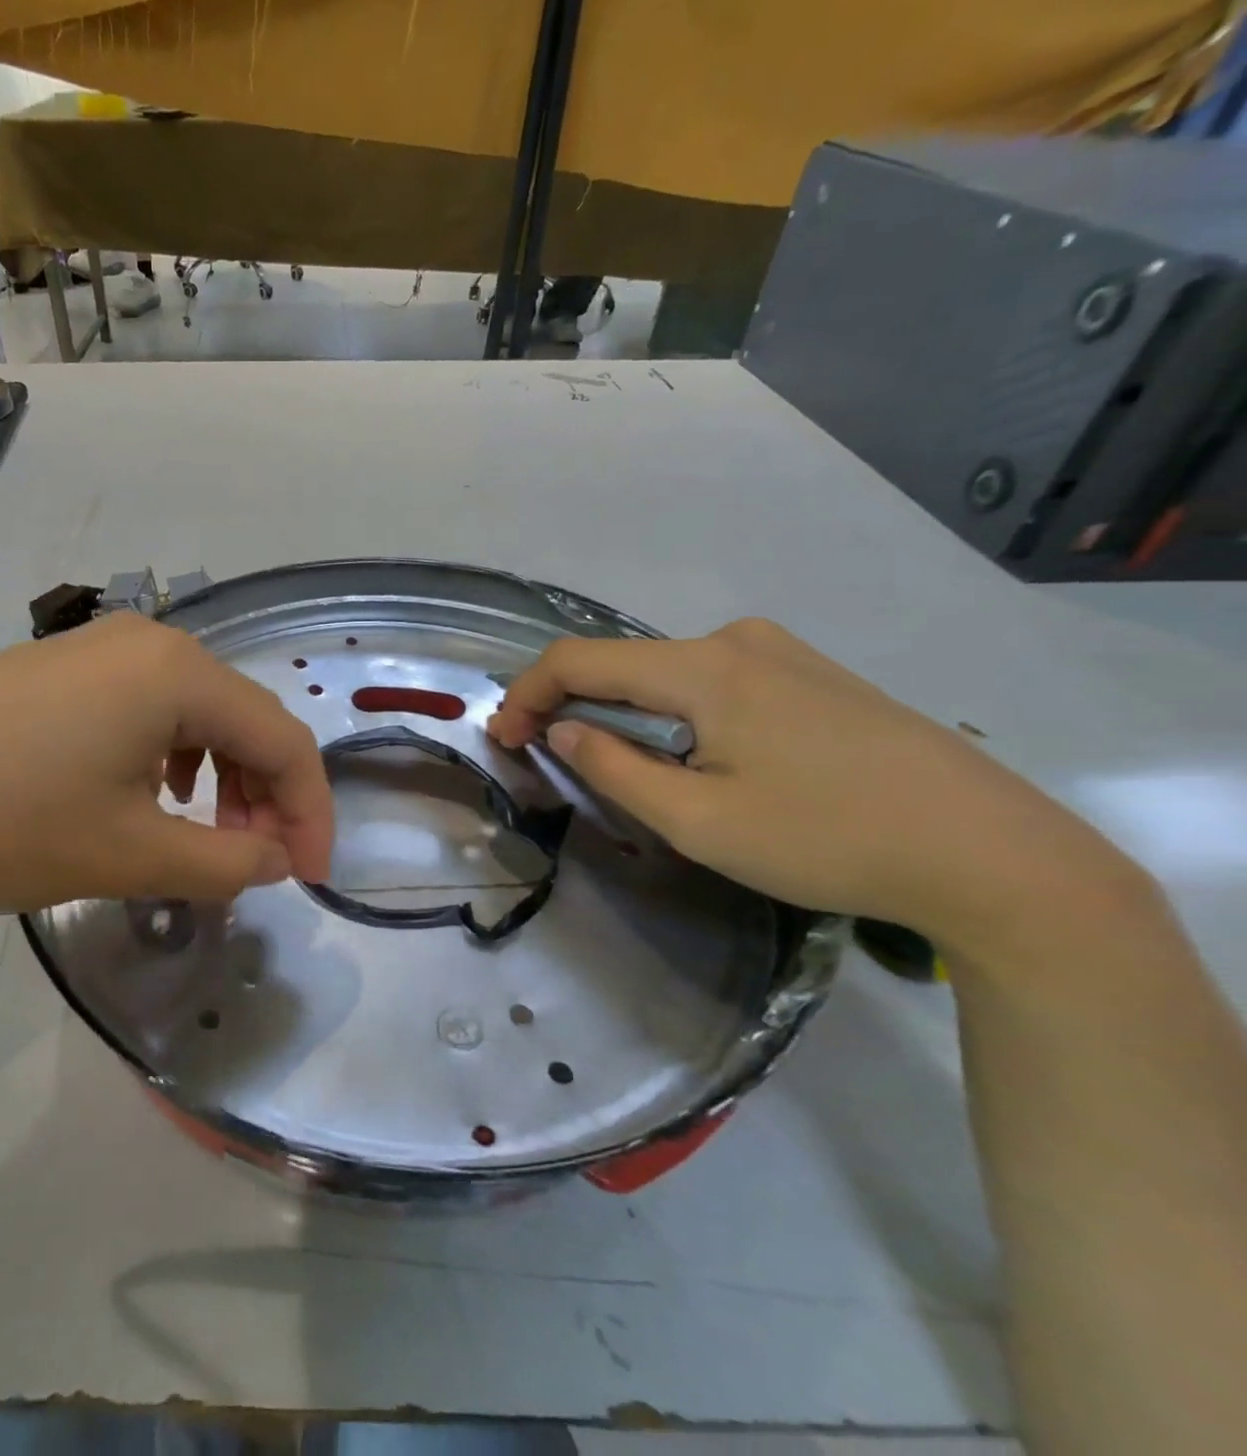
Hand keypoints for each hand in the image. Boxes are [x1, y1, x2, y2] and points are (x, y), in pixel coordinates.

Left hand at [0, 612, 333, 910]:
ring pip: (200, 715)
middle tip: (257, 864)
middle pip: (246, 720)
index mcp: (179, 674)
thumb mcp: (126, 855)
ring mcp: (104, 649)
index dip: (310, 813)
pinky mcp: (67, 668)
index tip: (309, 880)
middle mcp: (153, 643)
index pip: (284, 740)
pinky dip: (176, 758)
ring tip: (207, 837)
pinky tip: (154, 797)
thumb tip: (278, 859)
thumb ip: (225, 862)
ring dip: (224, 778)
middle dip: (267, 797)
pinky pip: (153, 709)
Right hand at [487, 618, 1142, 951]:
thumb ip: (614, 768)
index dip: (526, 694)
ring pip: (666, 673)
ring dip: (620, 709)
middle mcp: (737, 640)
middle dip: (568, 703)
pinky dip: (669, 710)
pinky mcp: (813, 676)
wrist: (993, 854)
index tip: (501, 738)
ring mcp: (782, 653)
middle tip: (541, 754)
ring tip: (608, 762)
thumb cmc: (827, 839)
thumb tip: (562, 731)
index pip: (579, 660)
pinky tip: (685, 754)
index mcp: (705, 668)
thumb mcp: (698, 820)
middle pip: (622, 662)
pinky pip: (711, 682)